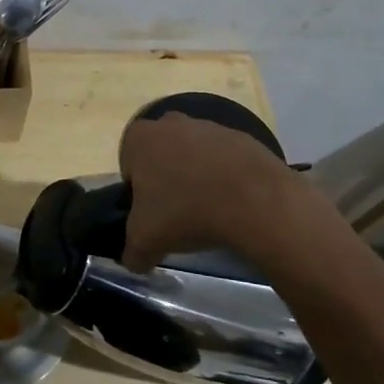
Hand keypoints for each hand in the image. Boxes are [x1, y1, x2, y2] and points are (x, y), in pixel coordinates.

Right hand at [118, 111, 299, 271]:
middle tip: (178, 213)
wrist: (254, 201)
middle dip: (167, 180)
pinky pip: (225, 160)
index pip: (129, 166)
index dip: (138, 193)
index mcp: (140, 138)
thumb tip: (134, 261)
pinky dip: (225, 178)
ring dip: (197, 179)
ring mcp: (209, 126)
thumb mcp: (146, 241)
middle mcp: (171, 123)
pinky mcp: (242, 137)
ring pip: (194, 156)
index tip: (153, 214)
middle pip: (161, 156)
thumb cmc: (186, 211)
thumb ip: (132, 252)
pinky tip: (233, 203)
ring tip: (209, 212)